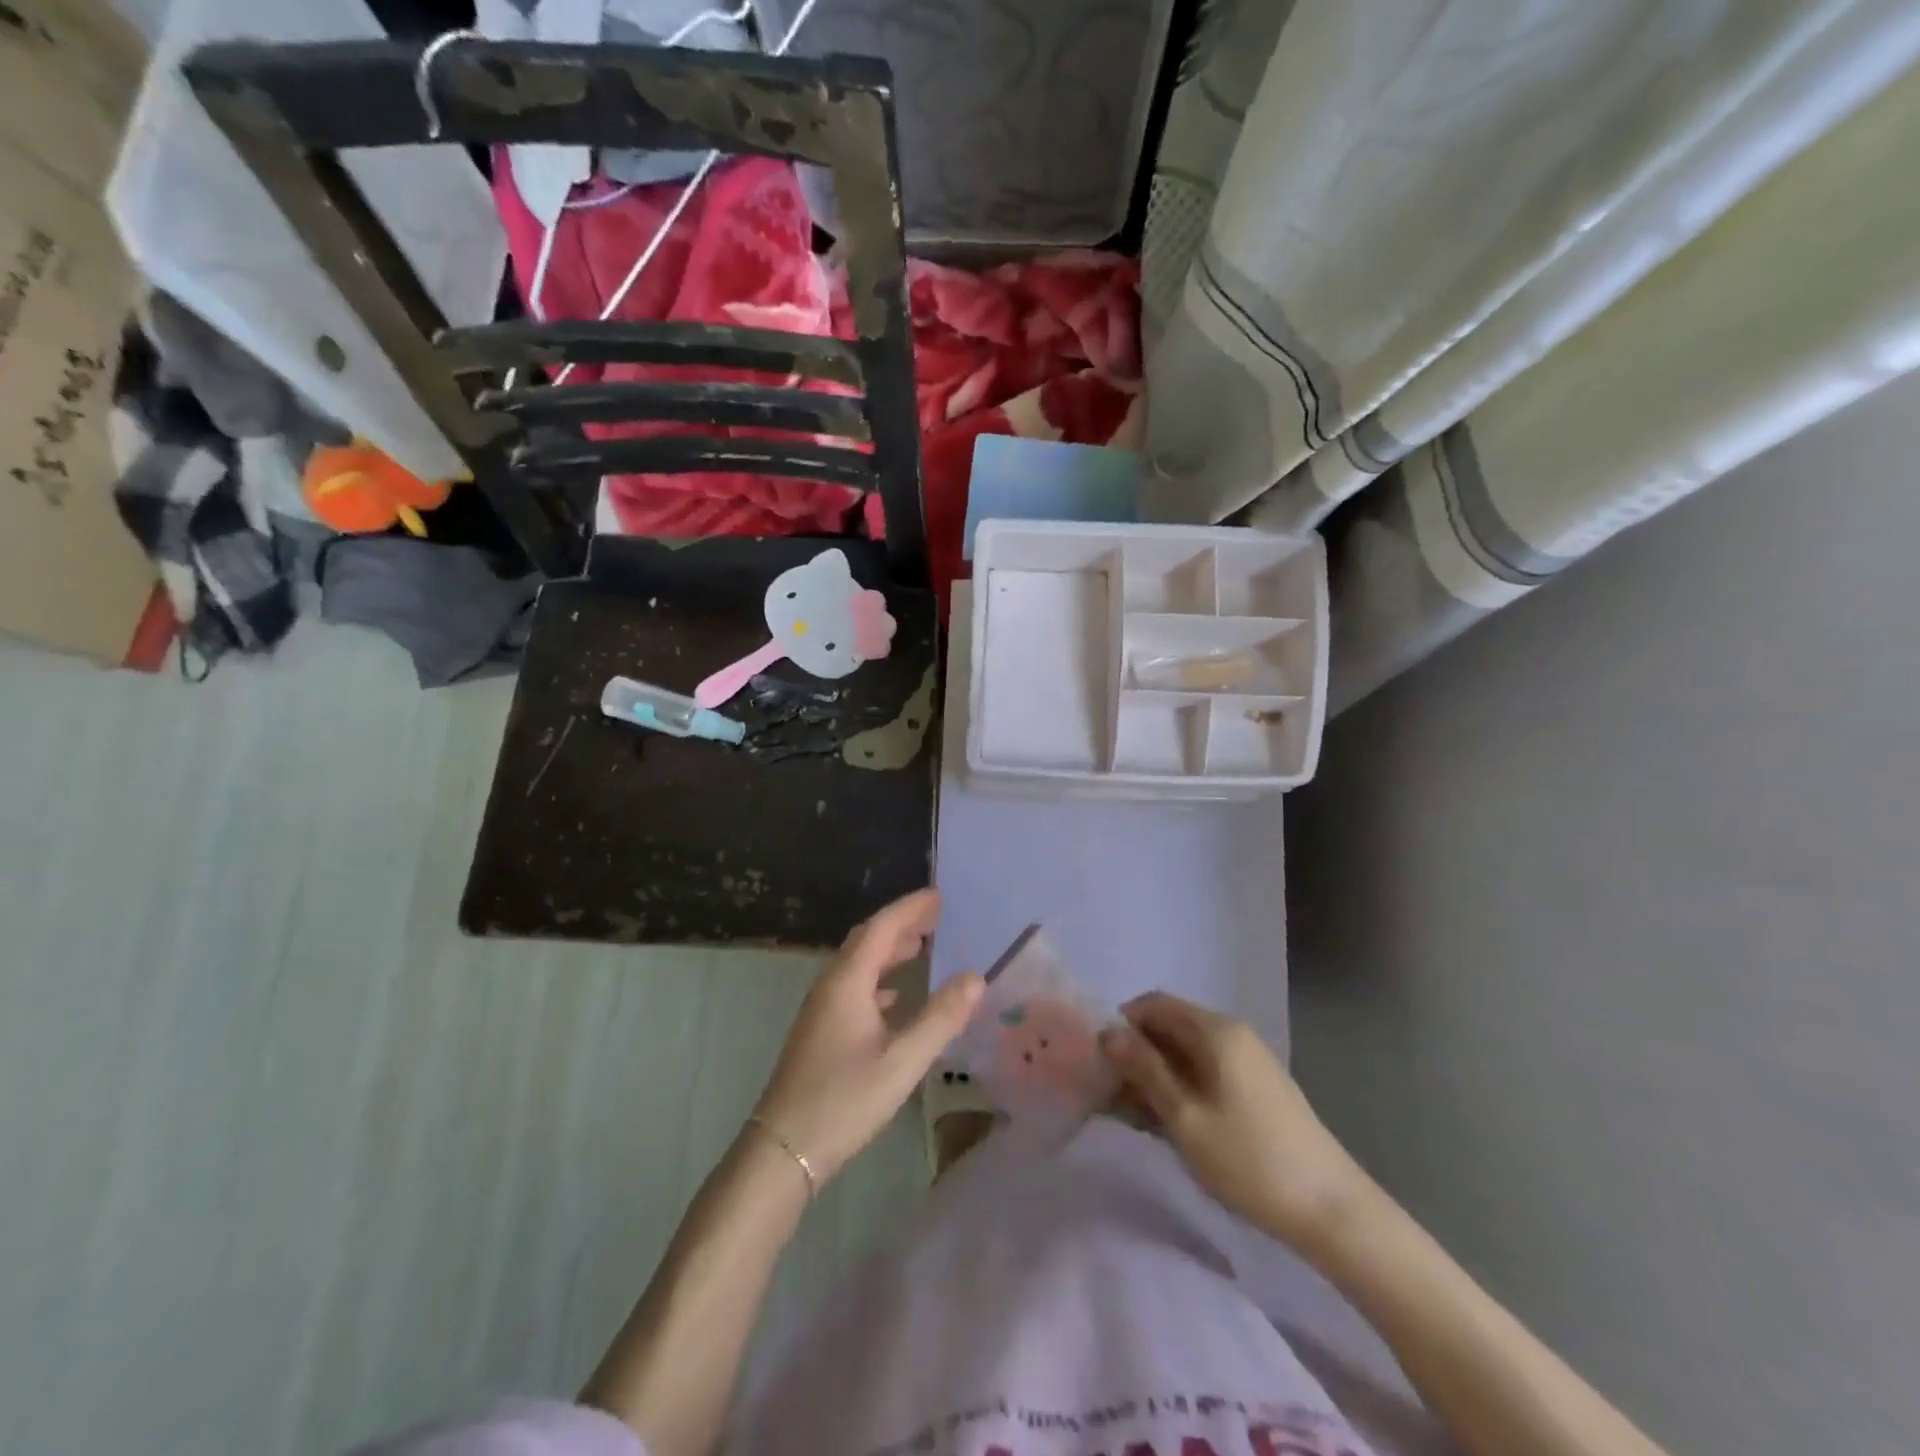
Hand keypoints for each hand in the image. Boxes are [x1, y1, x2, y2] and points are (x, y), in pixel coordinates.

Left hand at [752, 889, 983, 1184]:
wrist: (782, 1149)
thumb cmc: (844, 1100)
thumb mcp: (902, 1061)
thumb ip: (941, 1018)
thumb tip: (976, 977)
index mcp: (847, 982)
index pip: (881, 928)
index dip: (910, 909)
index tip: (939, 895)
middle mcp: (830, 986)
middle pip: (867, 940)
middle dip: (901, 924)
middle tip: (936, 916)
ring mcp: (821, 1009)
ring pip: (858, 964)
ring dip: (889, 950)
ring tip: (921, 946)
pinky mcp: (819, 1031)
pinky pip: (853, 987)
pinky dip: (878, 979)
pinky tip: (894, 996)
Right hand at [1100, 991, 1369, 1249]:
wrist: (1332, 1211)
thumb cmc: (1249, 1161)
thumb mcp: (1185, 1117)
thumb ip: (1144, 1070)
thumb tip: (1108, 1032)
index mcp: (1215, 1030)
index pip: (1154, 1003)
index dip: (1123, 1025)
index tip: (1102, 1063)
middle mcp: (1232, 1033)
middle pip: (1170, 1026)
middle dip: (1137, 1055)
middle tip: (1113, 1097)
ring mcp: (1248, 1061)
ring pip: (1186, 1053)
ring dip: (1157, 1076)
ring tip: (1137, 1118)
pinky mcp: (1257, 1088)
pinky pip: (1206, 1073)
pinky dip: (1182, 1089)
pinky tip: (1172, 1126)